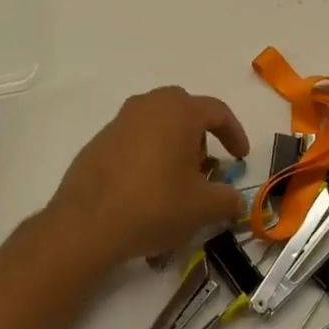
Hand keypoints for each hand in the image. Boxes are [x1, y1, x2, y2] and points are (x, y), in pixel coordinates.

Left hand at [45, 87, 249, 268]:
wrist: (87, 222)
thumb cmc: (155, 204)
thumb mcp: (202, 208)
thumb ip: (227, 200)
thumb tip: (236, 200)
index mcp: (179, 111)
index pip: (217, 112)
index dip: (234, 134)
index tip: (240, 157)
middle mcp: (149, 105)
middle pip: (184, 110)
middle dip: (199, 136)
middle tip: (203, 168)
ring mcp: (120, 120)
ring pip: (157, 123)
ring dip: (172, 145)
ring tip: (175, 181)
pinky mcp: (99, 140)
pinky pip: (134, 139)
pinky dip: (147, 156)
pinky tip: (146, 189)